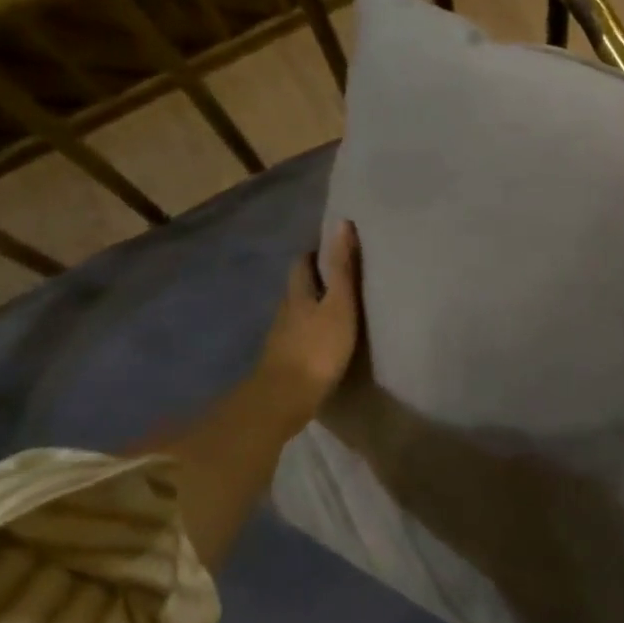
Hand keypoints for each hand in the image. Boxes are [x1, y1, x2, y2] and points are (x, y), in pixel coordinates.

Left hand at [253, 221, 361, 431]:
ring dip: (314, 305)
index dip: (317, 252)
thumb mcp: (339, 305)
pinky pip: (299, 334)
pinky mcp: (284, 360)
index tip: (335, 247)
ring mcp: (282, 337)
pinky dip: (311, 329)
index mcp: (298, 293)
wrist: (284, 399)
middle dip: (315, 277)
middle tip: (340, 274)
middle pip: (298, 287)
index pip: (303, 263)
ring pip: (297, 311)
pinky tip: (324, 338)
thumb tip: (341, 223)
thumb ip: (342, 268)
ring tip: (337, 306)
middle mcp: (286, 310)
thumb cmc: (317, 348)